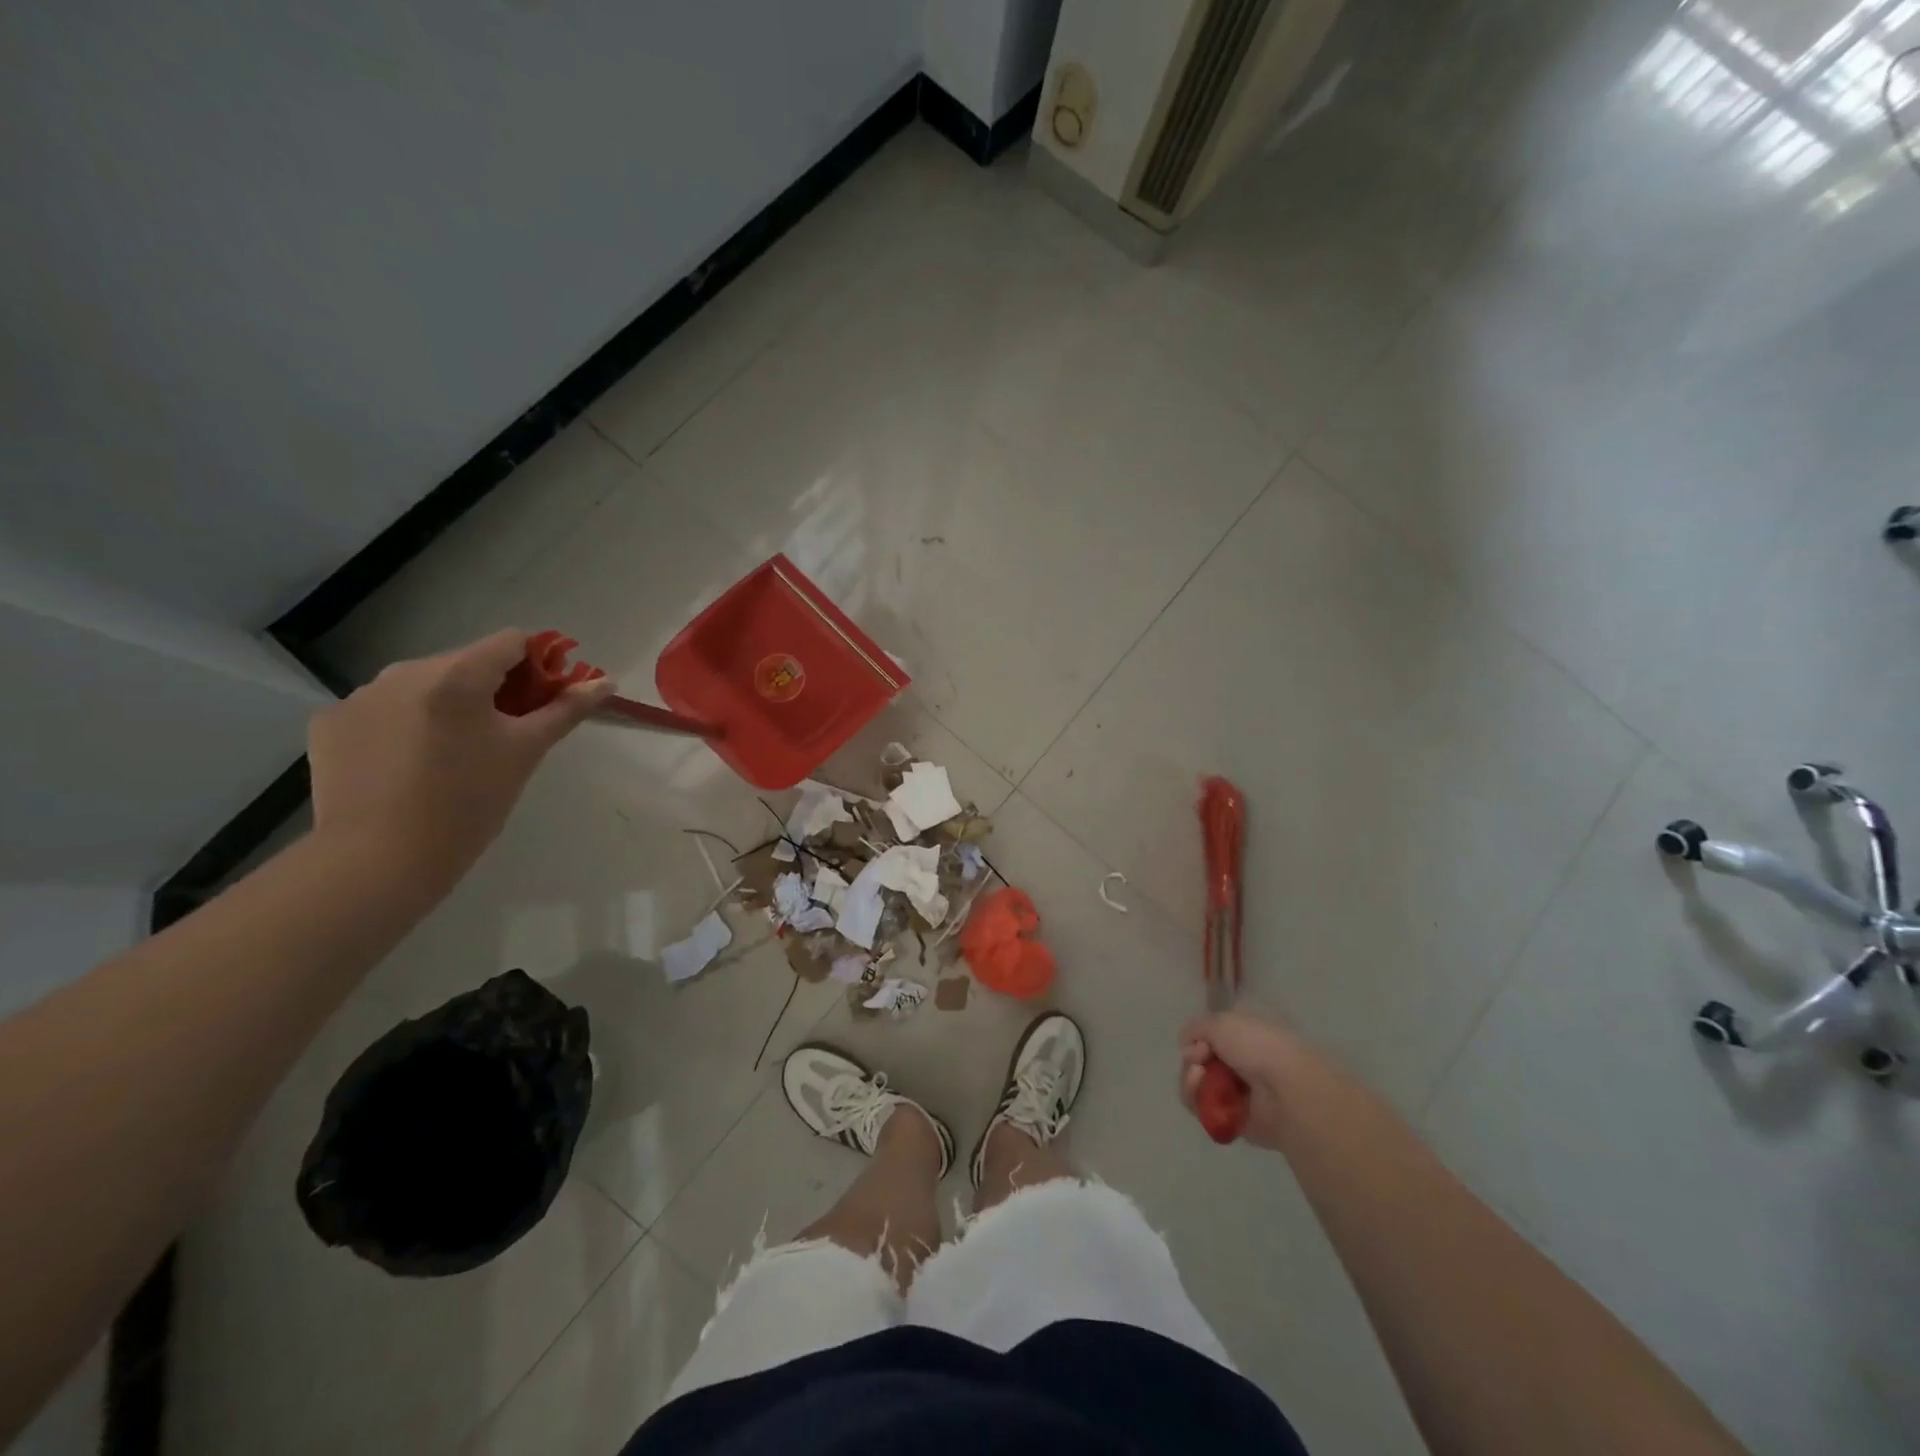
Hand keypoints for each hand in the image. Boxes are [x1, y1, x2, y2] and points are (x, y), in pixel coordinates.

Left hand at [308, 630, 614, 886]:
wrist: (379, 861)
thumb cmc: (468, 804)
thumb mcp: (526, 753)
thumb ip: (566, 710)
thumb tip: (606, 682)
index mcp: (457, 675)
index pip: (512, 642)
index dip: (538, 664)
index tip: (544, 701)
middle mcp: (405, 671)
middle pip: (466, 662)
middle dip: (493, 690)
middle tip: (504, 737)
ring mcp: (360, 696)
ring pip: (423, 685)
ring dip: (447, 706)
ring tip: (453, 755)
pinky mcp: (330, 723)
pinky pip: (383, 709)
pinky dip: (404, 725)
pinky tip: (407, 764)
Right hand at [1179, 1010, 1310, 1150]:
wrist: (1286, 1090)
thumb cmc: (1257, 1047)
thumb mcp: (1221, 1022)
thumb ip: (1196, 1028)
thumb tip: (1187, 1044)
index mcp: (1244, 1037)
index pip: (1210, 1038)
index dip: (1198, 1038)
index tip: (1199, 1042)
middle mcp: (1240, 1063)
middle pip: (1199, 1062)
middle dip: (1192, 1060)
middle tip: (1198, 1061)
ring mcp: (1237, 1093)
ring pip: (1198, 1085)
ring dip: (1190, 1079)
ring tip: (1199, 1077)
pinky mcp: (1233, 1119)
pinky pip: (1203, 1109)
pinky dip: (1196, 1100)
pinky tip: (1201, 1094)